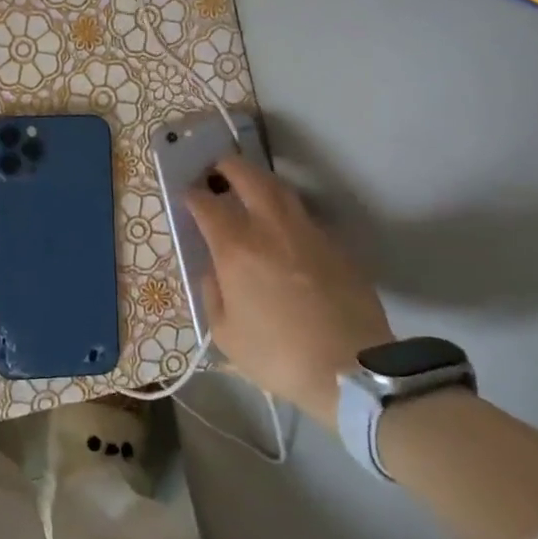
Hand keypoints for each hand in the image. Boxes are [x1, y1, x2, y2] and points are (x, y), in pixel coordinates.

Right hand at [184, 156, 393, 415]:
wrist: (351, 371)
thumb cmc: (278, 355)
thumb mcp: (225, 333)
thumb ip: (213, 292)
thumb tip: (215, 269)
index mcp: (236, 248)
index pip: (207, 203)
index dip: (192, 193)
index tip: (186, 194)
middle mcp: (270, 228)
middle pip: (247, 177)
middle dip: (226, 167)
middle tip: (215, 169)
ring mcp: (307, 233)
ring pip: (280, 189)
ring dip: (258, 181)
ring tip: (247, 188)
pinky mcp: (335, 246)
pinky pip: (303, 216)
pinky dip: (285, 211)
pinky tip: (281, 227)